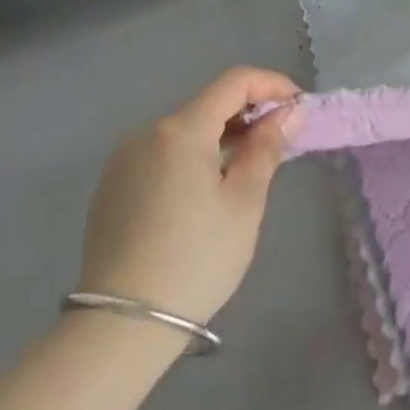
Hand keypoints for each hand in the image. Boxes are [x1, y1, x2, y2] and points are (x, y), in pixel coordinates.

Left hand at [77, 66, 303, 324]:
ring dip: (221, 136)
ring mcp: (123, 159)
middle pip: (208, 104)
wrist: (120, 327)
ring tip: (246, 169)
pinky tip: (205, 192)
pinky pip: (162, 153)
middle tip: (280, 143)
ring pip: (184, 129)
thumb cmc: (195, 261)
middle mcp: (147, 132)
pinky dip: (192, 156)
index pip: (234, 81)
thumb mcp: (244, 204)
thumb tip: (287, 112)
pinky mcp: (112, 186)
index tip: (298, 107)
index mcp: (181, 129)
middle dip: (248, 113)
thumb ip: (266, 148)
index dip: (272, 85)